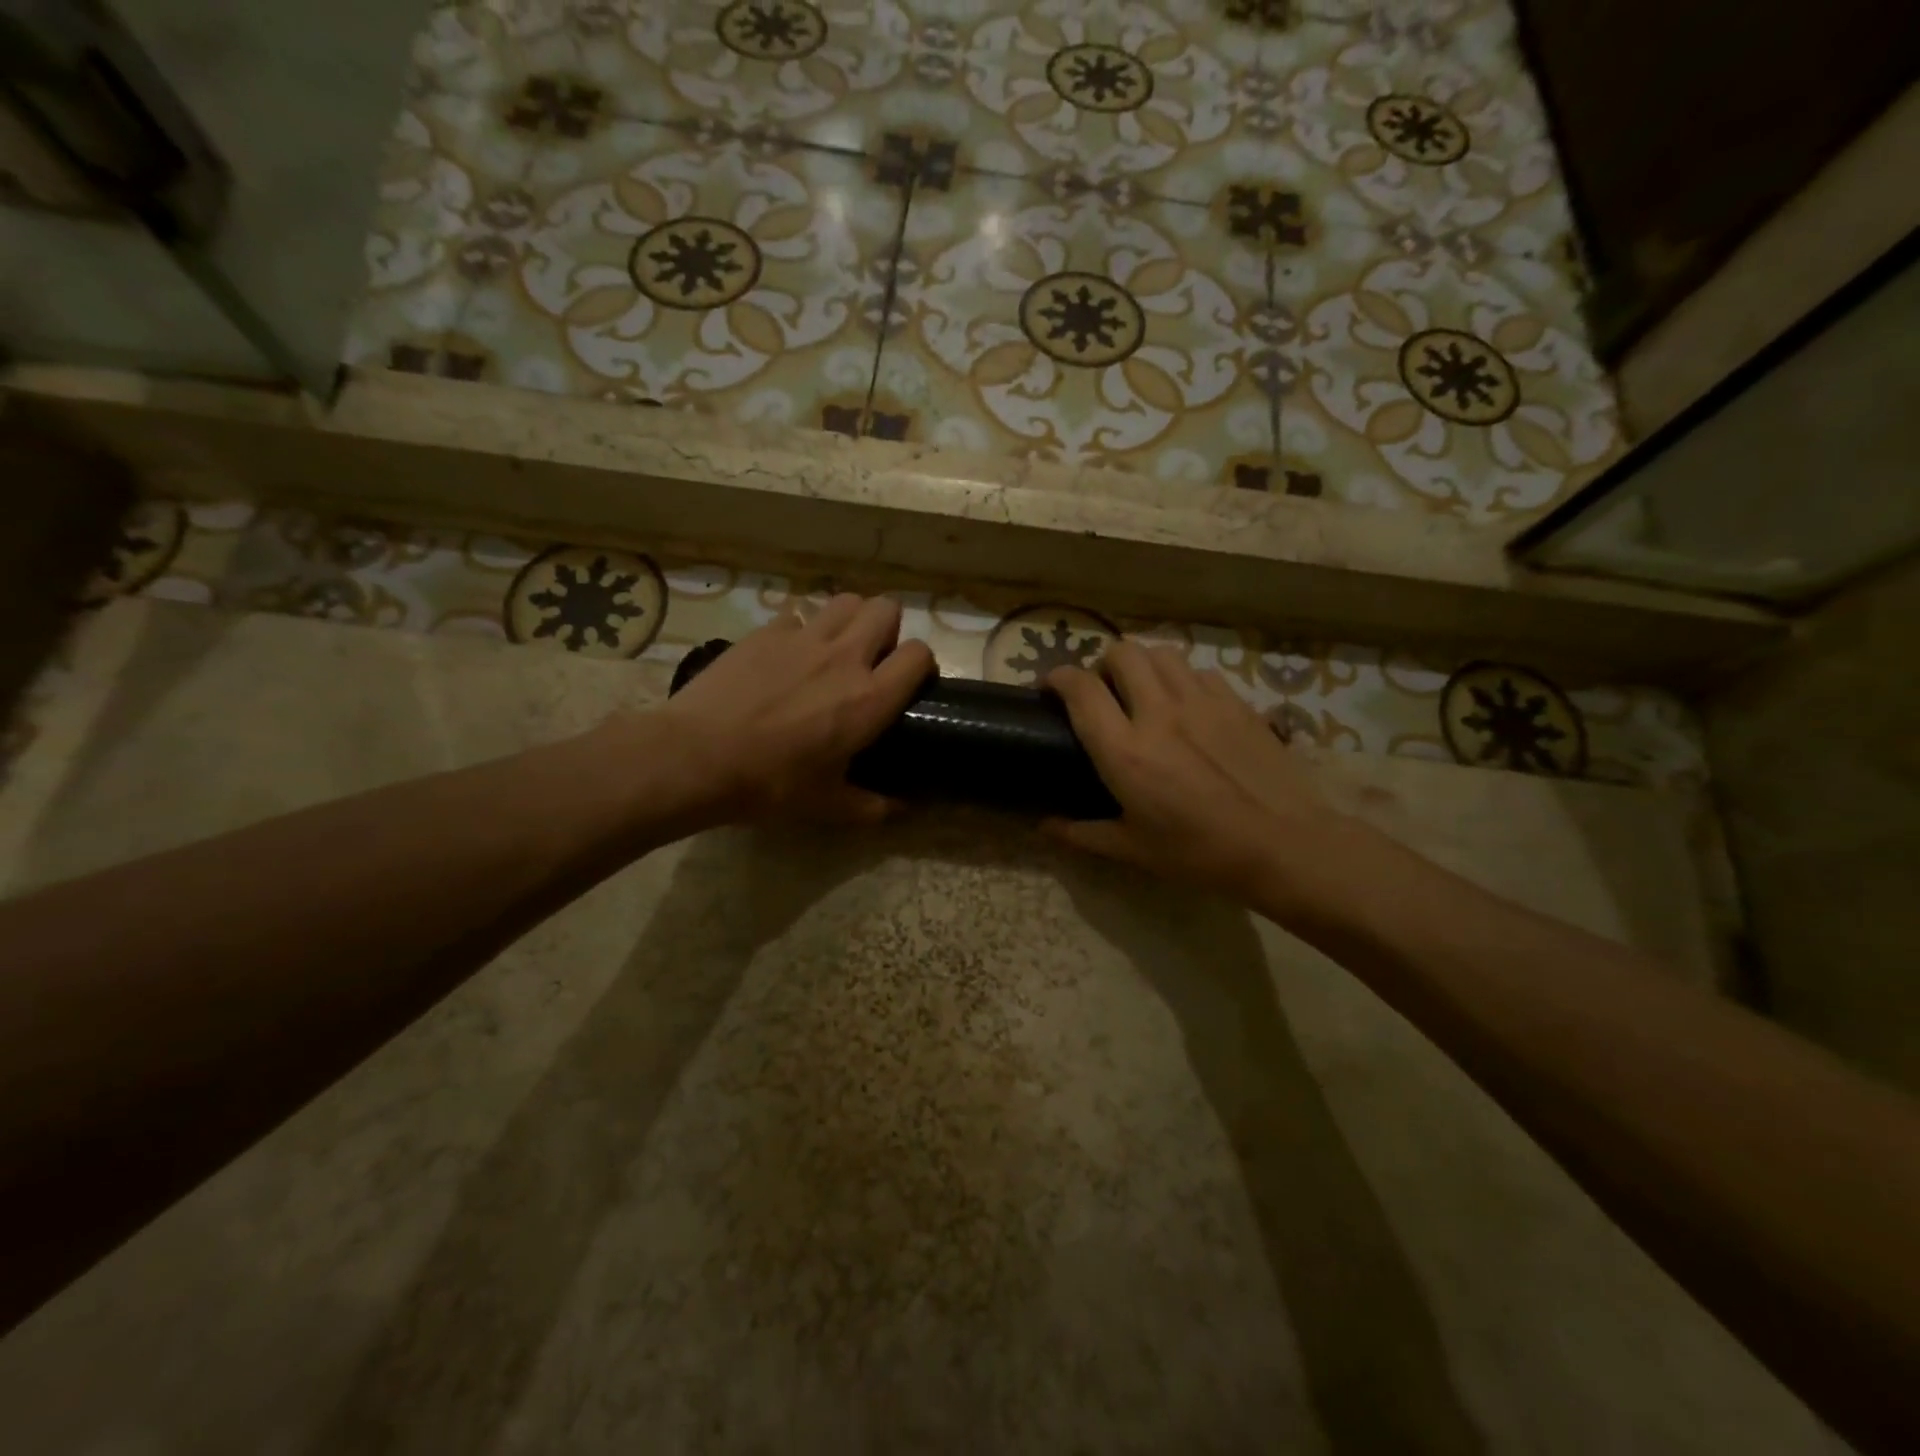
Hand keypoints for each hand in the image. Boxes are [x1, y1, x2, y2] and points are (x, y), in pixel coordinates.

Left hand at [649, 593, 933, 825]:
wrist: (696, 757)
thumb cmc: (769, 784)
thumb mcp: (827, 806)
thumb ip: (872, 806)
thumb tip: (903, 809)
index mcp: (869, 699)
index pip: (919, 655)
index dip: (922, 664)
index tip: (909, 682)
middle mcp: (844, 657)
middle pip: (886, 609)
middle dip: (888, 628)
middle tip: (872, 659)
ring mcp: (802, 638)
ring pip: (846, 601)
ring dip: (850, 619)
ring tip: (836, 647)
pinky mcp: (765, 632)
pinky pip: (798, 613)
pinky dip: (802, 629)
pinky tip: (788, 655)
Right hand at [1045, 642, 1349, 905]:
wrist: (1283, 846)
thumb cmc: (1200, 853)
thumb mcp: (1133, 850)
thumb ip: (1081, 833)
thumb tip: (1043, 826)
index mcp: (1125, 751)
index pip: (1081, 689)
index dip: (1057, 678)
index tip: (1050, 688)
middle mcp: (1159, 713)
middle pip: (1121, 652)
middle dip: (1102, 664)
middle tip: (1103, 692)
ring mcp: (1202, 702)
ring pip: (1160, 652)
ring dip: (1142, 664)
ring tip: (1143, 690)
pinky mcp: (1236, 702)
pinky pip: (1198, 671)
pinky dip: (1181, 678)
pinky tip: (1186, 704)